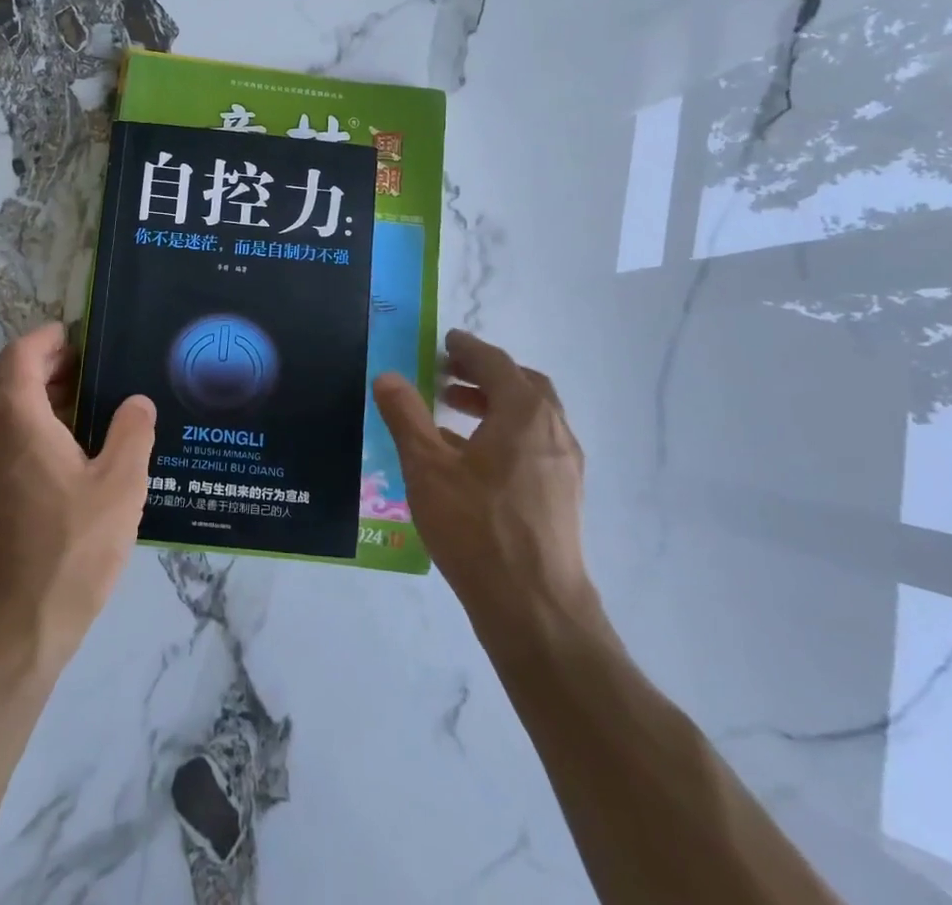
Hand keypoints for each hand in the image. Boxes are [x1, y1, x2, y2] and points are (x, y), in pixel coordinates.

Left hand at [0, 323, 155, 672]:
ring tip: (82, 415)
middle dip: (47, 369)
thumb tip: (136, 402)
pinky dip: (21, 433)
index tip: (81, 338)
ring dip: (34, 402)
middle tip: (92, 375)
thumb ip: (132, 433)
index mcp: (12, 418)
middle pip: (7, 380)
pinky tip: (59, 460)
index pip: (21, 353)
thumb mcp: (120, 486)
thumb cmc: (68, 550)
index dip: (49, 338)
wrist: (7, 635)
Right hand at [374, 330, 598, 631]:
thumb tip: (387, 376)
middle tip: (447, 373)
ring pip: (531, 416)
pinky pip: (534, 444)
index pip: (496, 363)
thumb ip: (406, 416)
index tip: (446, 340)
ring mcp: (565, 466)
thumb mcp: (427, 467)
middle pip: (522, 385)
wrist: (535, 610)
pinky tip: (472, 459)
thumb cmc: (477, 528)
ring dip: (495, 403)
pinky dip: (506, 433)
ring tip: (453, 411)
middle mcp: (553, 431)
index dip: (468, 347)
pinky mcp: (564, 495)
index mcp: (524, 413)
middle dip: (484, 373)